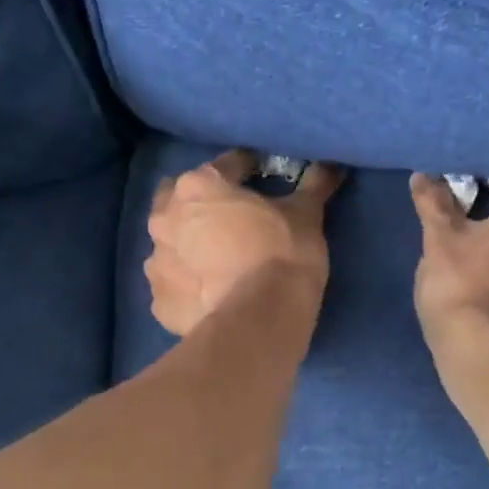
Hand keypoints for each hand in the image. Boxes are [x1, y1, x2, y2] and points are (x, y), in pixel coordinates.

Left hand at [146, 150, 344, 335]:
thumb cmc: (282, 256)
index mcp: (198, 187)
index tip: (260, 176)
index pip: (226, 166)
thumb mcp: (306, 216)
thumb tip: (332, 166)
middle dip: (200, 204)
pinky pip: (173, 286)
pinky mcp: (160, 302)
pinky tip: (208, 295)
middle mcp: (166, 218)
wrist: (258, 323)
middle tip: (229, 218)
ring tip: (215, 261)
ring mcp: (156, 262)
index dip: (246, 168)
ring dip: (188, 246)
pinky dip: (186, 286)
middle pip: (180, 200)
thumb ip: (314, 186)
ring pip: (170, 244)